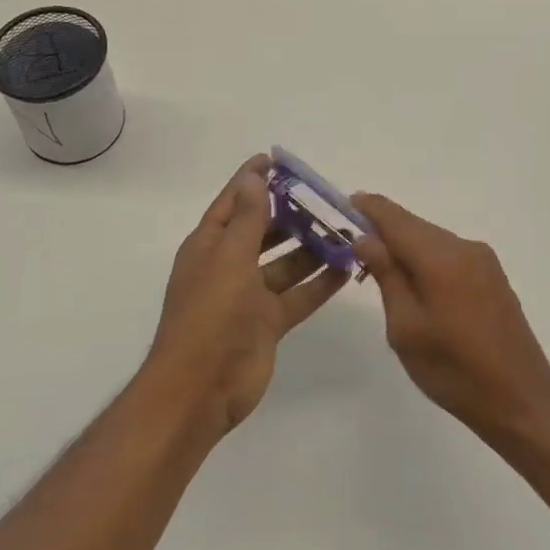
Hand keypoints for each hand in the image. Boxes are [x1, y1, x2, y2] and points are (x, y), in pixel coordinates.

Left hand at [147, 156, 348, 433]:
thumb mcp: (229, 257)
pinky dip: (320, 283)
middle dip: (290, 214)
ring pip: (285, 263)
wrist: (201, 388)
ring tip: (344, 230)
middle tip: (325, 197)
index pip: (233, 203)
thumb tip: (254, 177)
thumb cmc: (210, 313)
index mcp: (209, 245)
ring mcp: (249, 296)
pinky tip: (347, 268)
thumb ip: (247, 218)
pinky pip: (298, 295)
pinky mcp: (268, 323)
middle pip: (263, 231)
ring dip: (311, 247)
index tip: (276, 160)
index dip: (252, 180)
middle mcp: (229, 265)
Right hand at [352, 193, 549, 442]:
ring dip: (404, 245)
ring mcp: (482, 260)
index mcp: (440, 257)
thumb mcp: (405, 328)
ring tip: (378, 266)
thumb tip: (365, 238)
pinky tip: (414, 281)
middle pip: (413, 225)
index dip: (366, 208)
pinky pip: (449, 254)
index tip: (342, 206)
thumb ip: (386, 275)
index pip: (394, 217)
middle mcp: (463, 247)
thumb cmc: (454, 370)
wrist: (521, 400)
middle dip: (382, 229)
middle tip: (351, 243)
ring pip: (432, 239)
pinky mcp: (492, 276)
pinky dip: (426, 258)